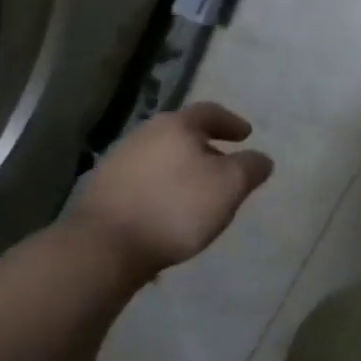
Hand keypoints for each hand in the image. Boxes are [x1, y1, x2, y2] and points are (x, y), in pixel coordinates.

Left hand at [69, 103, 272, 279]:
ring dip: (180, 169)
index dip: (231, 122)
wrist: (102, 248)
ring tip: (195, 192)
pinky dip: (159, 188)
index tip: (246, 135)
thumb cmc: (175, 208)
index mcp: (177, 125)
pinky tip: (165, 210)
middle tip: (222, 164)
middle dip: (205, 146)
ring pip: (160, 157)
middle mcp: (145, 134)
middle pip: (182, 133)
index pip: (210, 112)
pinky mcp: (100, 191)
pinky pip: (141, 181)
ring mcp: (117, 161)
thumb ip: (251, 167)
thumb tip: (261, 159)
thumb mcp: (230, 186)